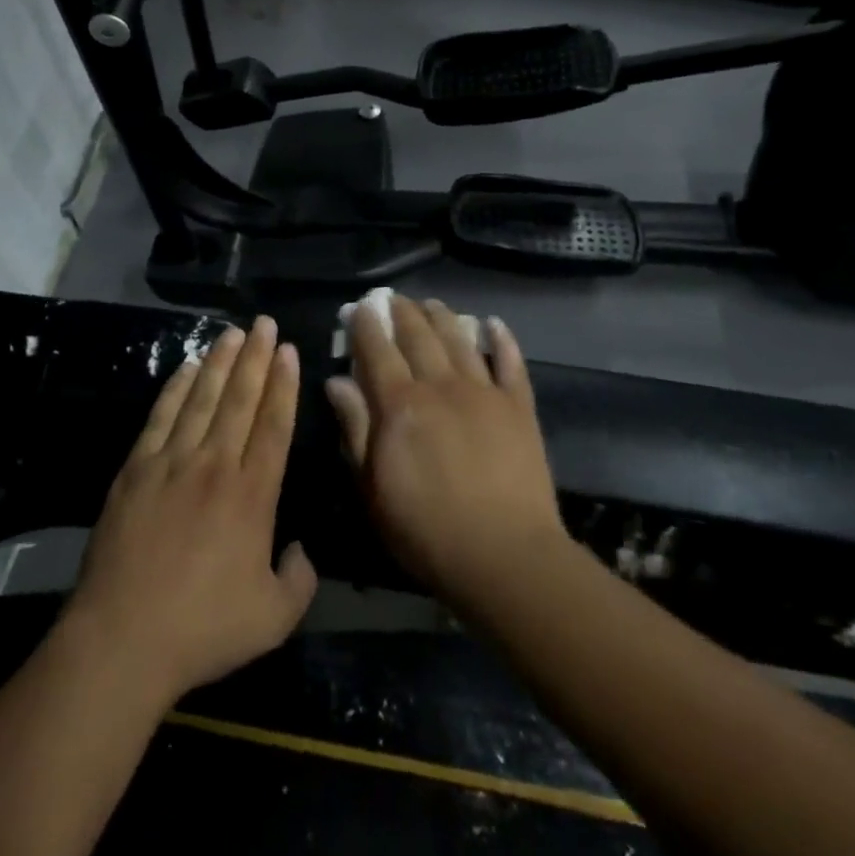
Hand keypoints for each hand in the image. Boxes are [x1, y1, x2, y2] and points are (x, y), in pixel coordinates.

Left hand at [64, 318, 316, 703]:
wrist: (123, 638)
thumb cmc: (203, 629)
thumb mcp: (273, 618)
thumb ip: (299, 579)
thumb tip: (301, 548)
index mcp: (253, 494)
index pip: (274, 424)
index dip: (284, 384)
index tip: (289, 351)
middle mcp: (216, 465)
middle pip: (241, 399)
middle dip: (257, 357)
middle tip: (266, 324)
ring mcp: (173, 462)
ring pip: (203, 397)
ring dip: (221, 362)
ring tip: (234, 333)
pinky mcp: (137, 468)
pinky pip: (162, 415)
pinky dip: (177, 387)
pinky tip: (188, 366)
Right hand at [326, 296, 565, 597]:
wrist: (504, 556)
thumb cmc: (425, 529)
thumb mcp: (372, 487)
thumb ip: (355, 428)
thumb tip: (336, 381)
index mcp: (400, 403)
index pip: (377, 350)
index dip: (367, 325)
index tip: (360, 308)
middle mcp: (440, 384)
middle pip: (418, 334)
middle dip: (402, 311)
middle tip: (393, 299)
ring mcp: (483, 392)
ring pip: (459, 339)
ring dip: (442, 316)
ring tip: (431, 303)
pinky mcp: (518, 407)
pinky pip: (510, 363)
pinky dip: (502, 340)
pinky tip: (494, 324)